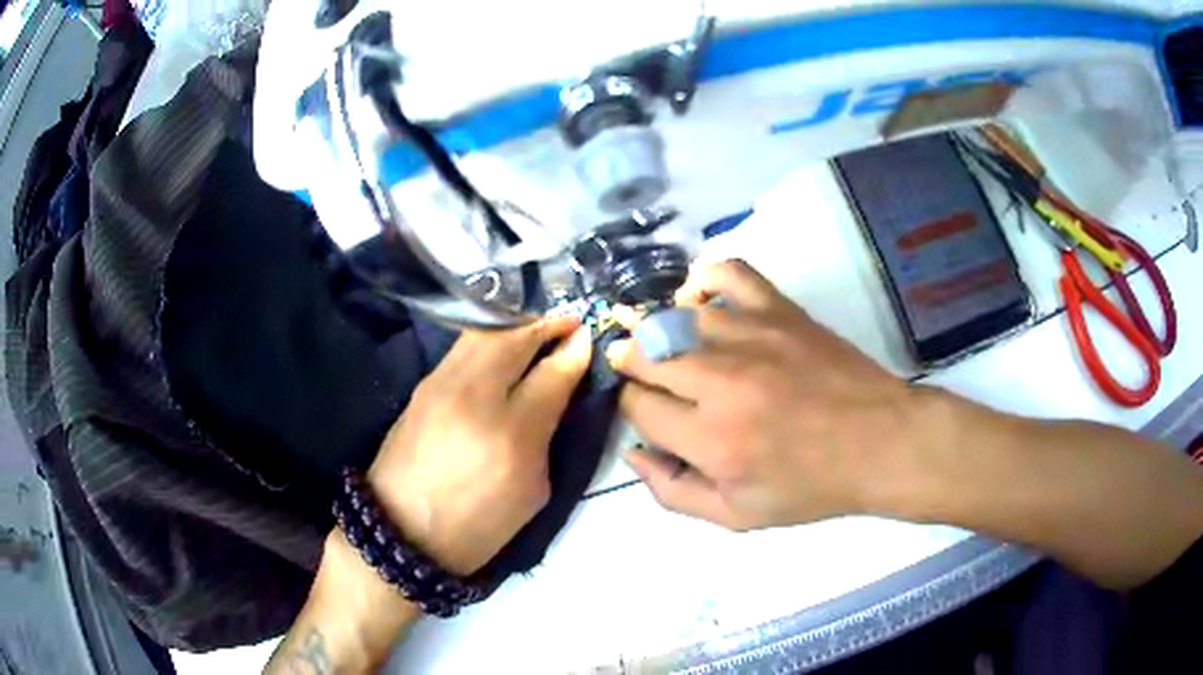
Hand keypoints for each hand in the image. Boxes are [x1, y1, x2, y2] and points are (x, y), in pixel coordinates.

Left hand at [367, 317, 592, 574]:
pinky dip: (490, 338)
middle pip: (515, 339)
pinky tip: (503, 346)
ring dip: (517, 326)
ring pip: (484, 333)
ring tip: (538, 330)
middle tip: (568, 323)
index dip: (574, 350)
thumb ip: (547, 434)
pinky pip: (463, 347)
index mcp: (512, 436)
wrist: (401, 530)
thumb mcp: (531, 492)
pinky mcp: (422, 385)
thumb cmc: (477, 526)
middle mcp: (475, 398)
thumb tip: (558, 390)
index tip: (588, 336)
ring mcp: (442, 385)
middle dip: (547, 325)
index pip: (552, 375)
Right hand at [608, 259, 921, 530]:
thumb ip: (673, 492)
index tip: (649, 413)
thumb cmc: (811, 486)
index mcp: (710, 439)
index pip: (637, 406)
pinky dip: (704, 280)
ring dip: (661, 333)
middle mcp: (720, 381)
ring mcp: (751, 336)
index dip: (633, 408)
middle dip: (634, 367)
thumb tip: (633, 452)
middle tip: (648, 379)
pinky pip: (728, 273)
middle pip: (645, 355)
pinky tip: (699, 301)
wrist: (881, 444)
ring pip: (675, 318)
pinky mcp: (779, 310)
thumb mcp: (737, 516)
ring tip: (670, 347)